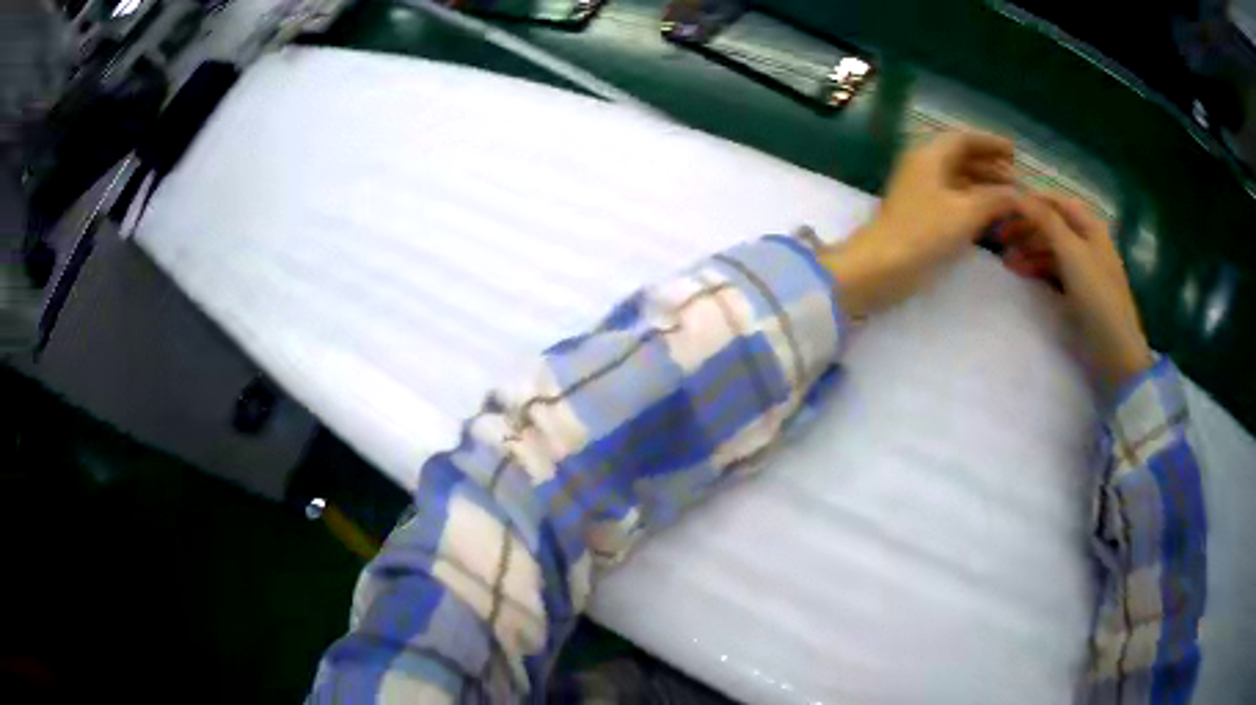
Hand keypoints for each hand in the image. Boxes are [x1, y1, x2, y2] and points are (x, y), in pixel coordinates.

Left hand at [818, 131, 1019, 317]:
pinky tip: (990, 216)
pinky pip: (952, 198)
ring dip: (984, 186)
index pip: (963, 139)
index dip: (990, 143)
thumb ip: (995, 199)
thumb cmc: (925, 232)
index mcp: (930, 155)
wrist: (882, 265)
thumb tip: (1019, 193)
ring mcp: (921, 191)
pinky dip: (973, 202)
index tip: (1014, 151)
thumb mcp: (967, 212)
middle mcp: (924, 166)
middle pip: (961, 158)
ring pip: (958, 179)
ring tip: (1009, 199)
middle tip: (1017, 179)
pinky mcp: (921, 214)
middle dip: (990, 166)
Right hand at [1004, 193, 1153, 392]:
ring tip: (1006, 262)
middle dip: (1026, 228)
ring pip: (1051, 247)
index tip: (1002, 207)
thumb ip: (1045, 220)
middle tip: (999, 238)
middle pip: (1051, 224)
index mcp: (1089, 225)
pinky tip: (1022, 274)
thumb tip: (1017, 194)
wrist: (1115, 350)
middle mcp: (1087, 240)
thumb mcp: (1071, 253)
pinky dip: (1037, 268)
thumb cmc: (1097, 296)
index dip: (1030, 201)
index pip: (1054, 201)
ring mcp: (1083, 266)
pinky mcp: (1079, 290)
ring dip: (1028, 250)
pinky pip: (1054, 269)